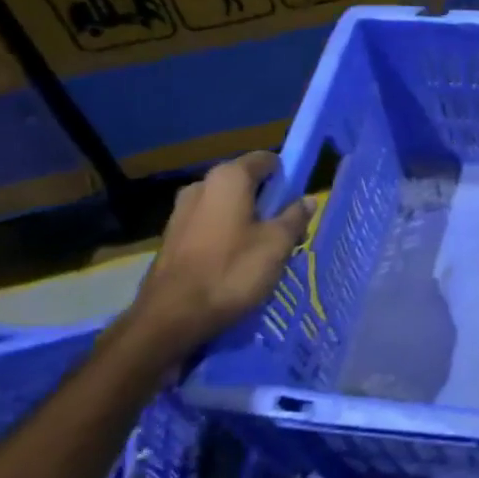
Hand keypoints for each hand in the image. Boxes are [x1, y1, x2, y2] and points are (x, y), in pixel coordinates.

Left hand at [123, 152, 311, 361]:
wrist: (171, 317)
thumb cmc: (232, 272)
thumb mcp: (277, 244)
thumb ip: (295, 217)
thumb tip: (307, 200)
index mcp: (229, 178)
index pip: (266, 159)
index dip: (286, 175)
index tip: (299, 199)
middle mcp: (201, 186)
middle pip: (246, 184)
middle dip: (268, 202)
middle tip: (286, 230)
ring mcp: (181, 212)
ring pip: (227, 206)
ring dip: (247, 221)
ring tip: (263, 251)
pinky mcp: (171, 238)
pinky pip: (209, 225)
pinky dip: (226, 236)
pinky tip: (236, 263)